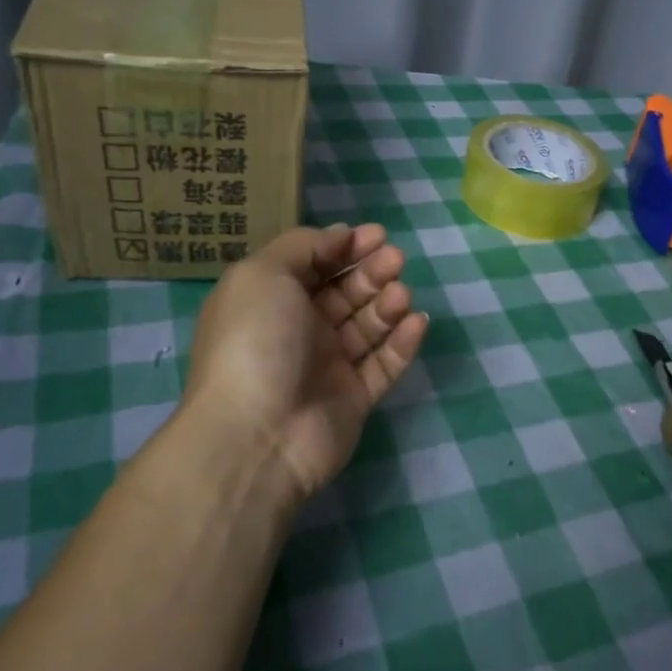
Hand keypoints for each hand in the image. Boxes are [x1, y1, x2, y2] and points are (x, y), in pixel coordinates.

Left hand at [183, 222, 428, 501]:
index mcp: (271, 300)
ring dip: (387, 303)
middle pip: (345, 291)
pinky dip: (402, 341)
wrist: (257, 435)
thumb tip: (339, 236)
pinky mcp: (354, 398)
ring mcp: (328, 366)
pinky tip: (416, 321)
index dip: (344, 247)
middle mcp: (299, 330)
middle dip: (371, 271)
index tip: (376, 235)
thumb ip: (302, 246)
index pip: (314, 264)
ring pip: (367, 325)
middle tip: (395, 259)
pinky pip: (384, 364)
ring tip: (400, 293)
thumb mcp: (263, 274)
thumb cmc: (255, 341)